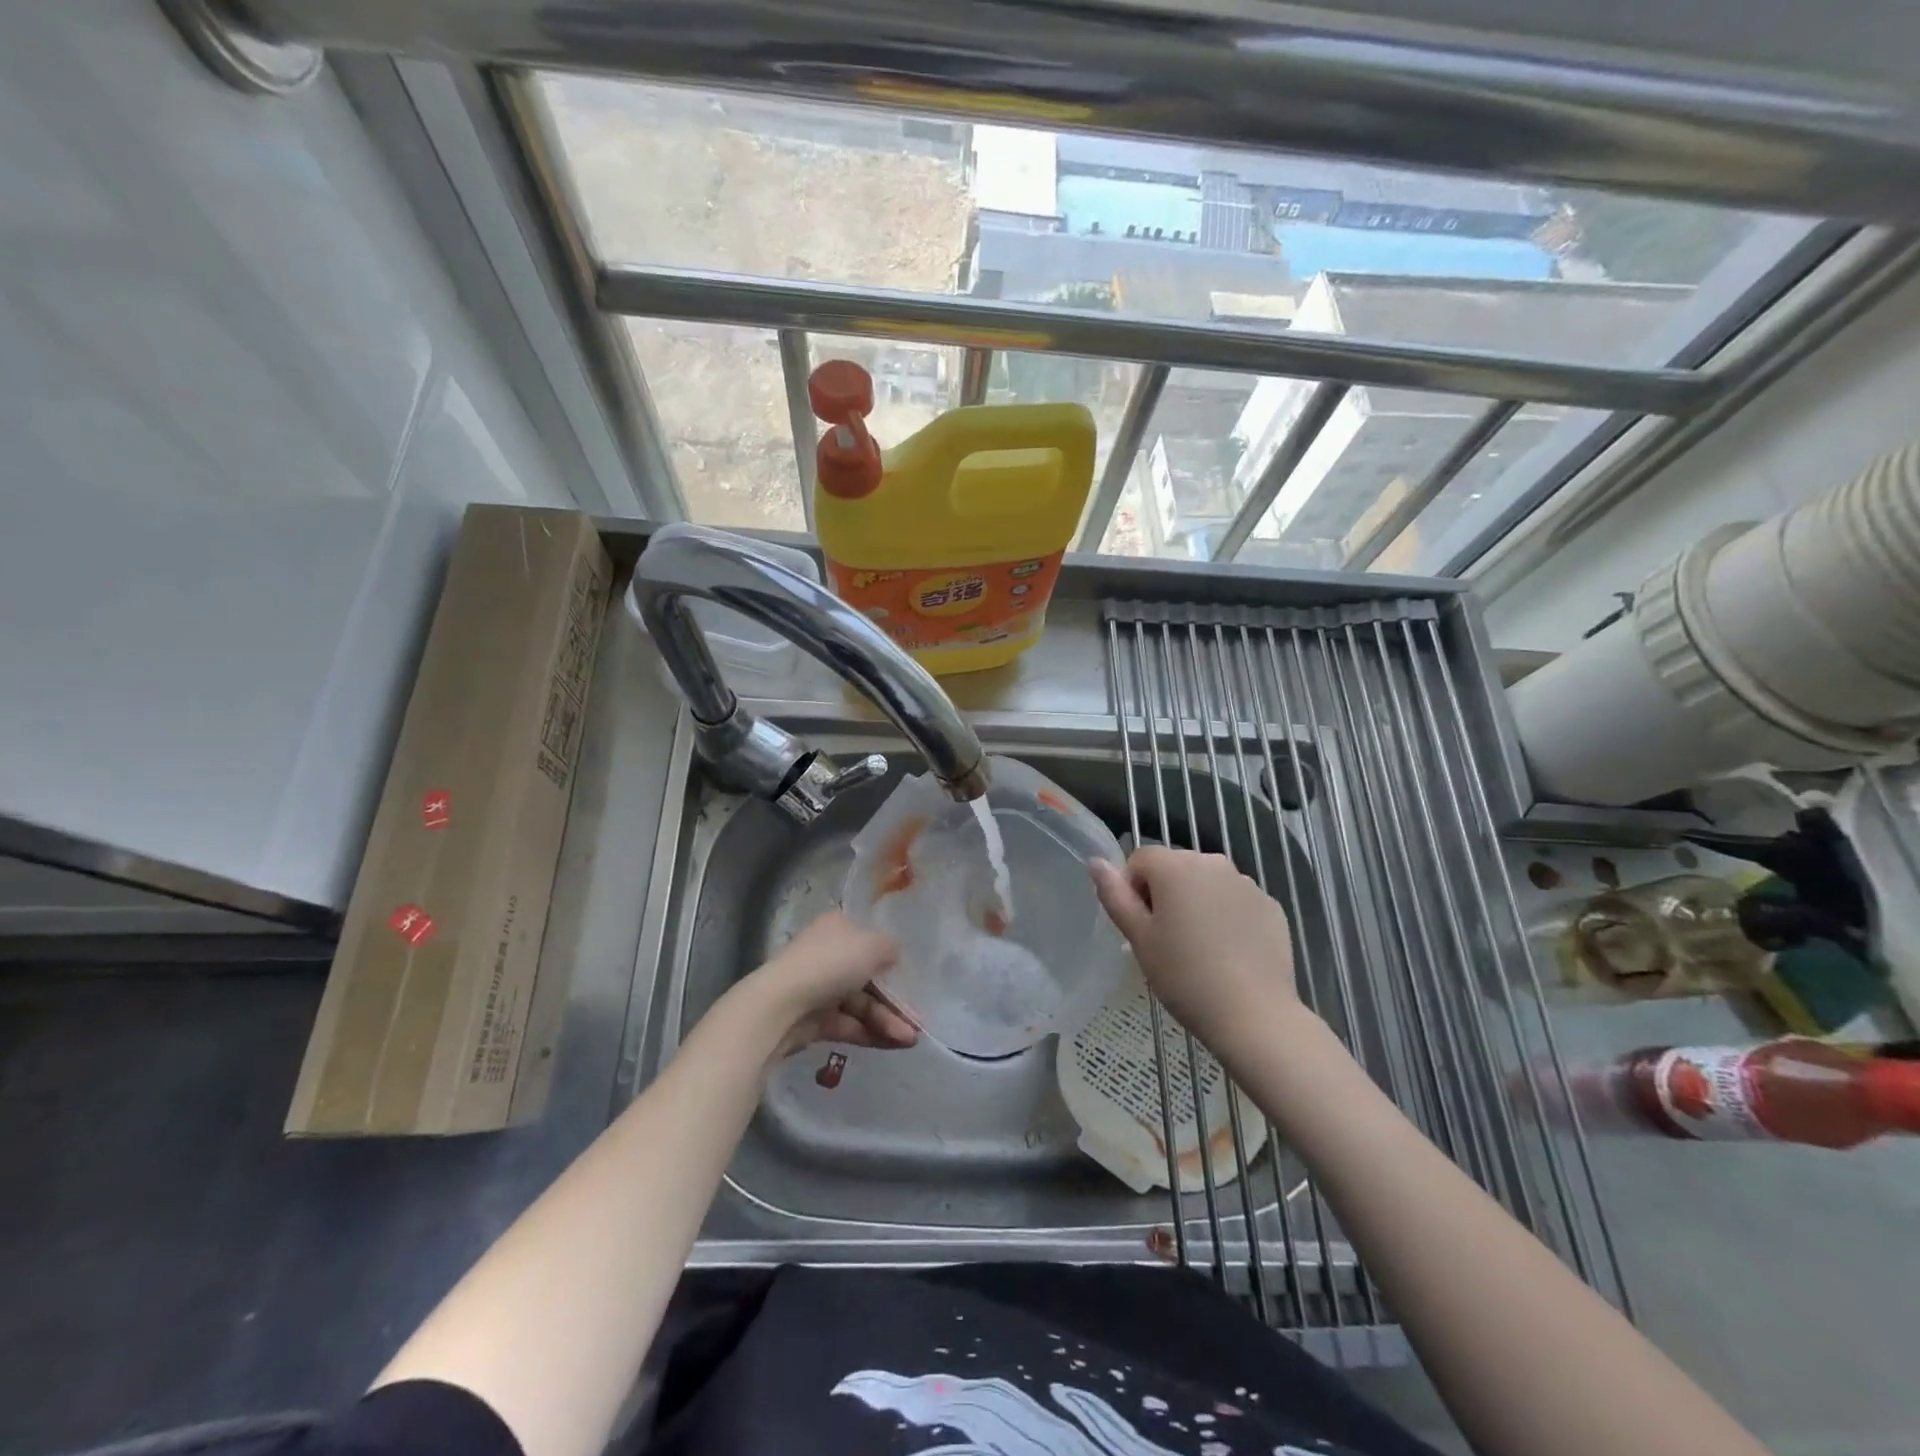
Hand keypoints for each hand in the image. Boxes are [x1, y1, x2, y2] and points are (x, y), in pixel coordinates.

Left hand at [739, 912, 918, 1060]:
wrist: (781, 1006)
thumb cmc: (831, 965)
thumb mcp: (872, 946)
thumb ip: (891, 949)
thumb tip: (893, 957)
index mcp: (837, 928)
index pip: (869, 942)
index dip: (891, 962)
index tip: (912, 982)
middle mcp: (827, 955)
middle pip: (868, 978)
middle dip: (894, 1001)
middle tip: (917, 1022)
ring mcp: (818, 989)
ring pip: (860, 1005)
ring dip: (887, 1021)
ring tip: (911, 1040)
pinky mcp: (813, 1021)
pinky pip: (849, 1025)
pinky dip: (871, 1034)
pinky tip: (895, 1045)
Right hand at [1091, 847, 1307, 1046]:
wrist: (1254, 1015)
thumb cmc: (1184, 976)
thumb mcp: (1139, 938)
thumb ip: (1114, 895)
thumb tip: (1097, 862)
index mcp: (1175, 866)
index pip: (1140, 859)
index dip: (1133, 890)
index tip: (1142, 927)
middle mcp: (1213, 862)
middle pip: (1175, 867)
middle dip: (1166, 893)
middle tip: (1167, 940)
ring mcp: (1246, 883)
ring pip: (1207, 883)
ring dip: (1197, 902)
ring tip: (1199, 948)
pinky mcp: (1271, 906)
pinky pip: (1235, 901)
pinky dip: (1226, 916)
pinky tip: (1228, 953)